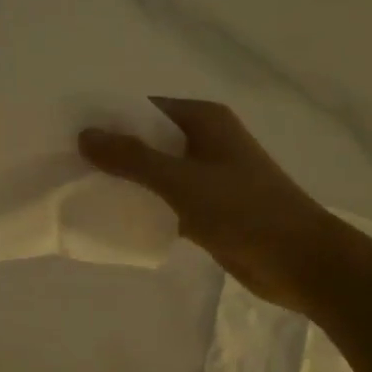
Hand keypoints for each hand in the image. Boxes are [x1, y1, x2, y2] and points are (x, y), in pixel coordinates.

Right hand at [81, 98, 348, 313]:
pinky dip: (145, 206)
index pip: (145, 109)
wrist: (303, 262)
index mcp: (204, 121)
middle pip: (149, 140)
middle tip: (68, 165)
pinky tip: (114, 218)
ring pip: (157, 172)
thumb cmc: (245, 211)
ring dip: (128, 181)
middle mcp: (206, 141)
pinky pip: (168, 200)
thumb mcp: (182, 181)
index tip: (71, 134)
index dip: (110, 119)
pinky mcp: (210, 209)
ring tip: (82, 190)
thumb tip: (85, 135)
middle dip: (114, 152)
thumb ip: (132, 158)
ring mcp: (209, 176)